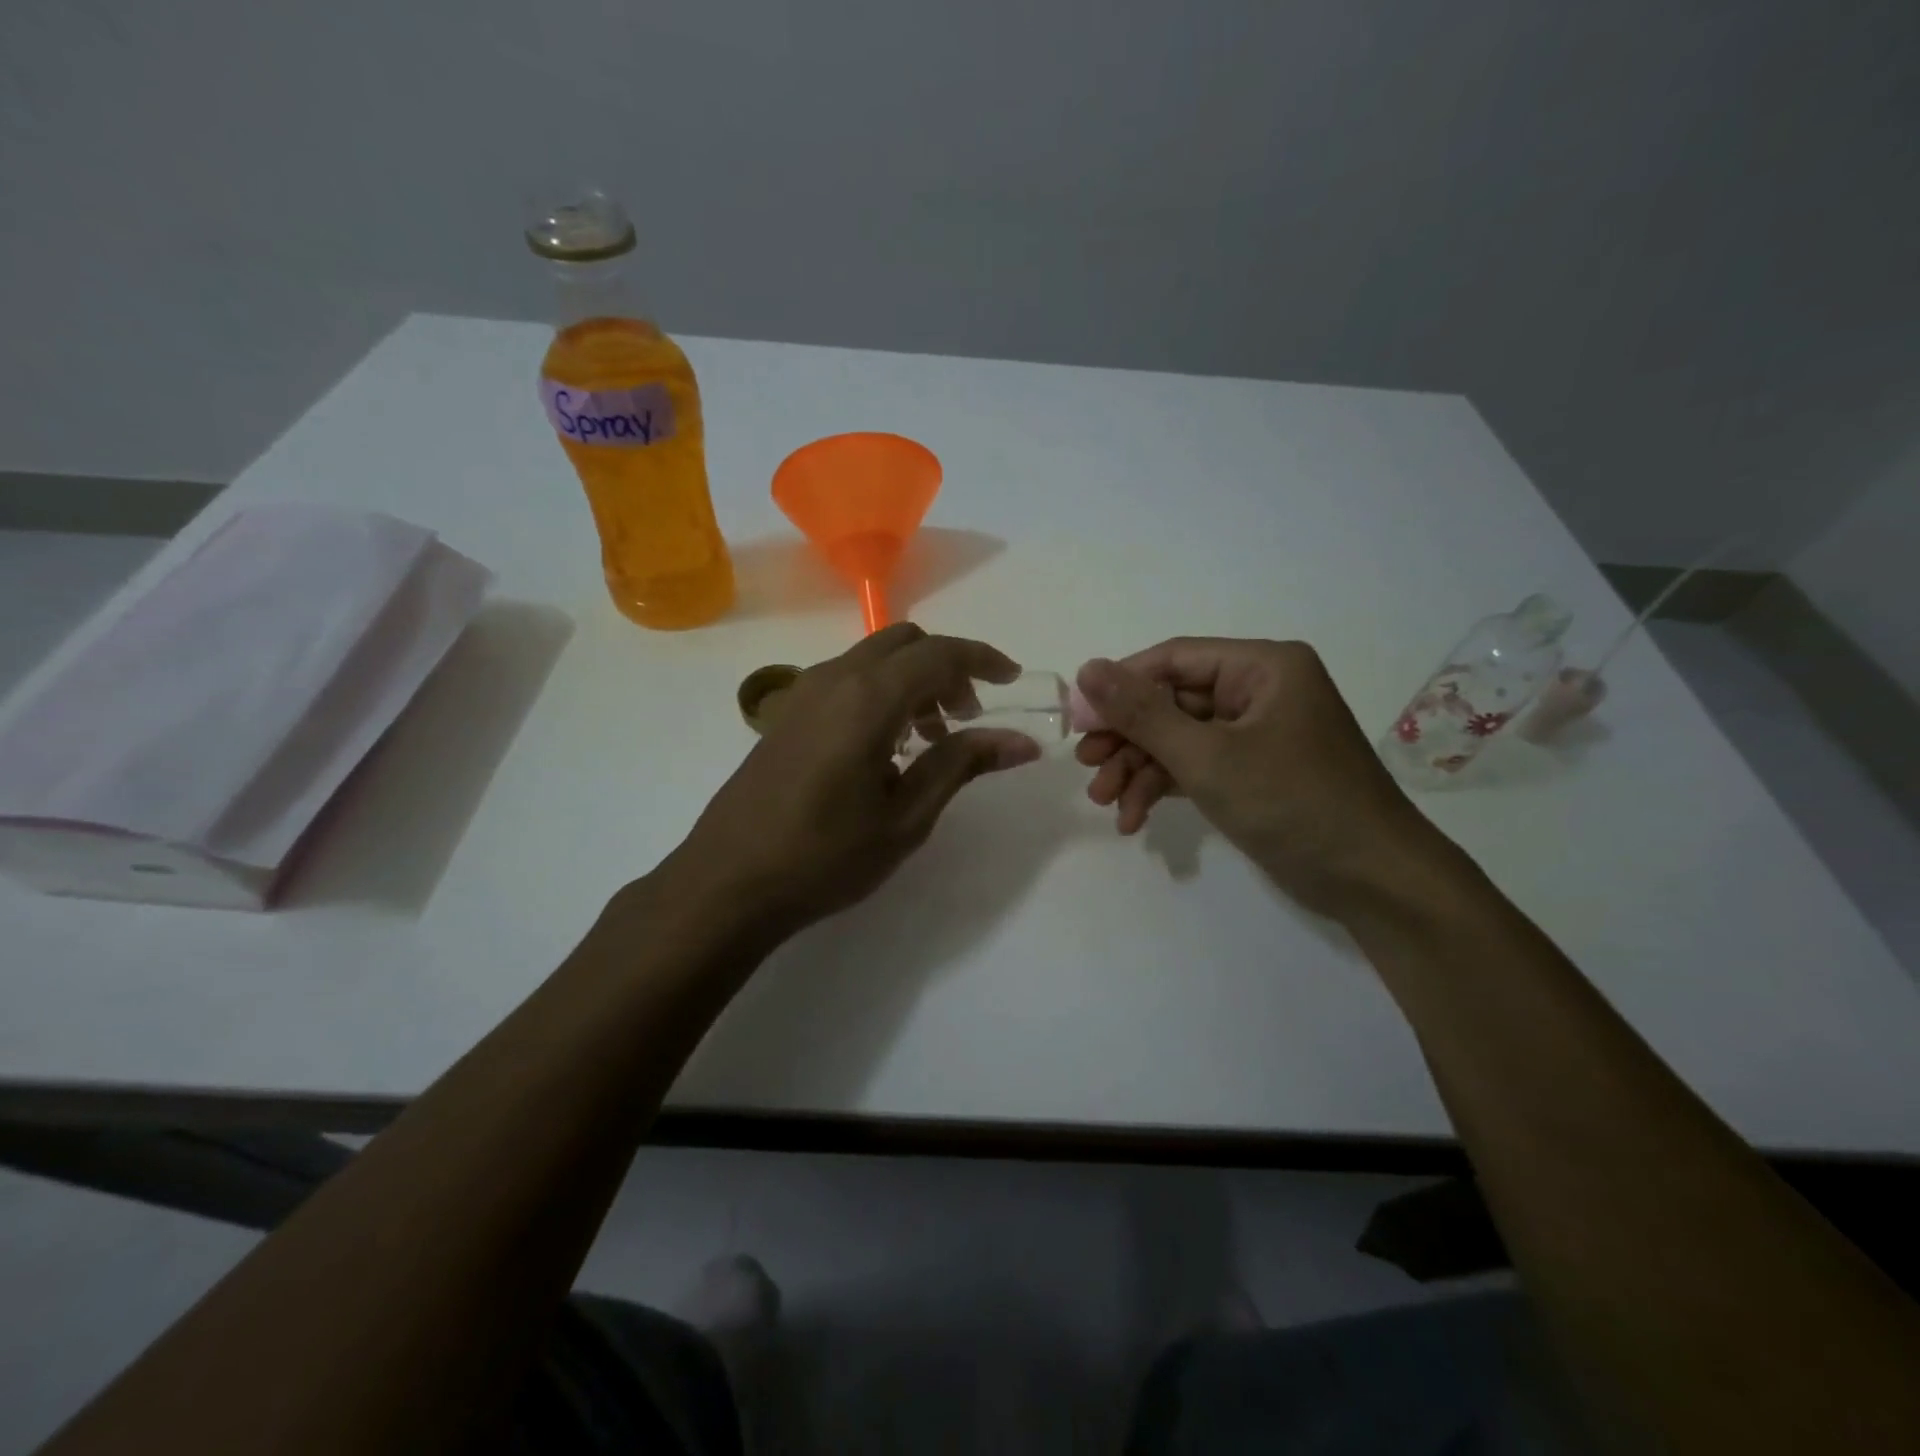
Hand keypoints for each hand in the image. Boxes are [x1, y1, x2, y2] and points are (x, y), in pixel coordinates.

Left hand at [665, 623, 1042, 935]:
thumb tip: (1020, 741)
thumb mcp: (906, 818)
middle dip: (946, 667)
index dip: (982, 659)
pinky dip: (881, 692)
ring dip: (912, 680)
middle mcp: (834, 679)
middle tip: (968, 716)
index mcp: (867, 699)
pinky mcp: (786, 714)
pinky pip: (846, 679)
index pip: (939, 653)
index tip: (1012, 680)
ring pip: (873, 658)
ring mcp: (803, 693)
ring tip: (931, 739)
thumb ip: (962, 766)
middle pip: (904, 642)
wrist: (728, 882)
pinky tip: (885, 747)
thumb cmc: (825, 856)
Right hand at [1074, 639, 1442, 917]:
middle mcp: (1259, 691)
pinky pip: (1196, 765)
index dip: (1118, 687)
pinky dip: (1164, 788)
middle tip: (1085, 766)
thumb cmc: (1294, 803)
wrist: (1373, 881)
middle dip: (1127, 738)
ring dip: (1138, 768)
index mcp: (1262, 667)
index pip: (1172, 659)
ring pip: (1178, 738)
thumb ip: (1143, 713)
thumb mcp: (1208, 757)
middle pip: (1171, 701)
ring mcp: (1256, 733)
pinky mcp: (1253, 771)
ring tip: (1105, 802)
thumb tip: (1087, 668)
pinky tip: (1134, 819)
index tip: (1076, 720)